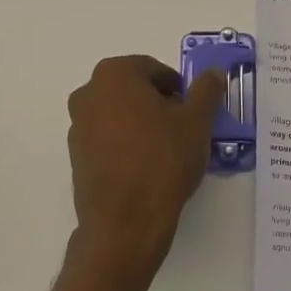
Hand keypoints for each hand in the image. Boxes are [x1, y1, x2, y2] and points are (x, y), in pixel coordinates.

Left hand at [66, 56, 226, 281]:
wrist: (125, 220)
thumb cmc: (163, 160)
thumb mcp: (197, 121)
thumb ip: (206, 90)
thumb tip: (214, 72)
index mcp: (115, 74)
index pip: (154, 69)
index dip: (178, 88)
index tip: (193, 110)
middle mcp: (89, 93)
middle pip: (133, 89)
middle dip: (159, 104)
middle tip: (183, 128)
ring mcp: (77, 125)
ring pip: (119, 114)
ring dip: (142, 123)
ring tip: (167, 150)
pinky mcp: (76, 155)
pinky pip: (107, 139)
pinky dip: (126, 144)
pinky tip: (146, 166)